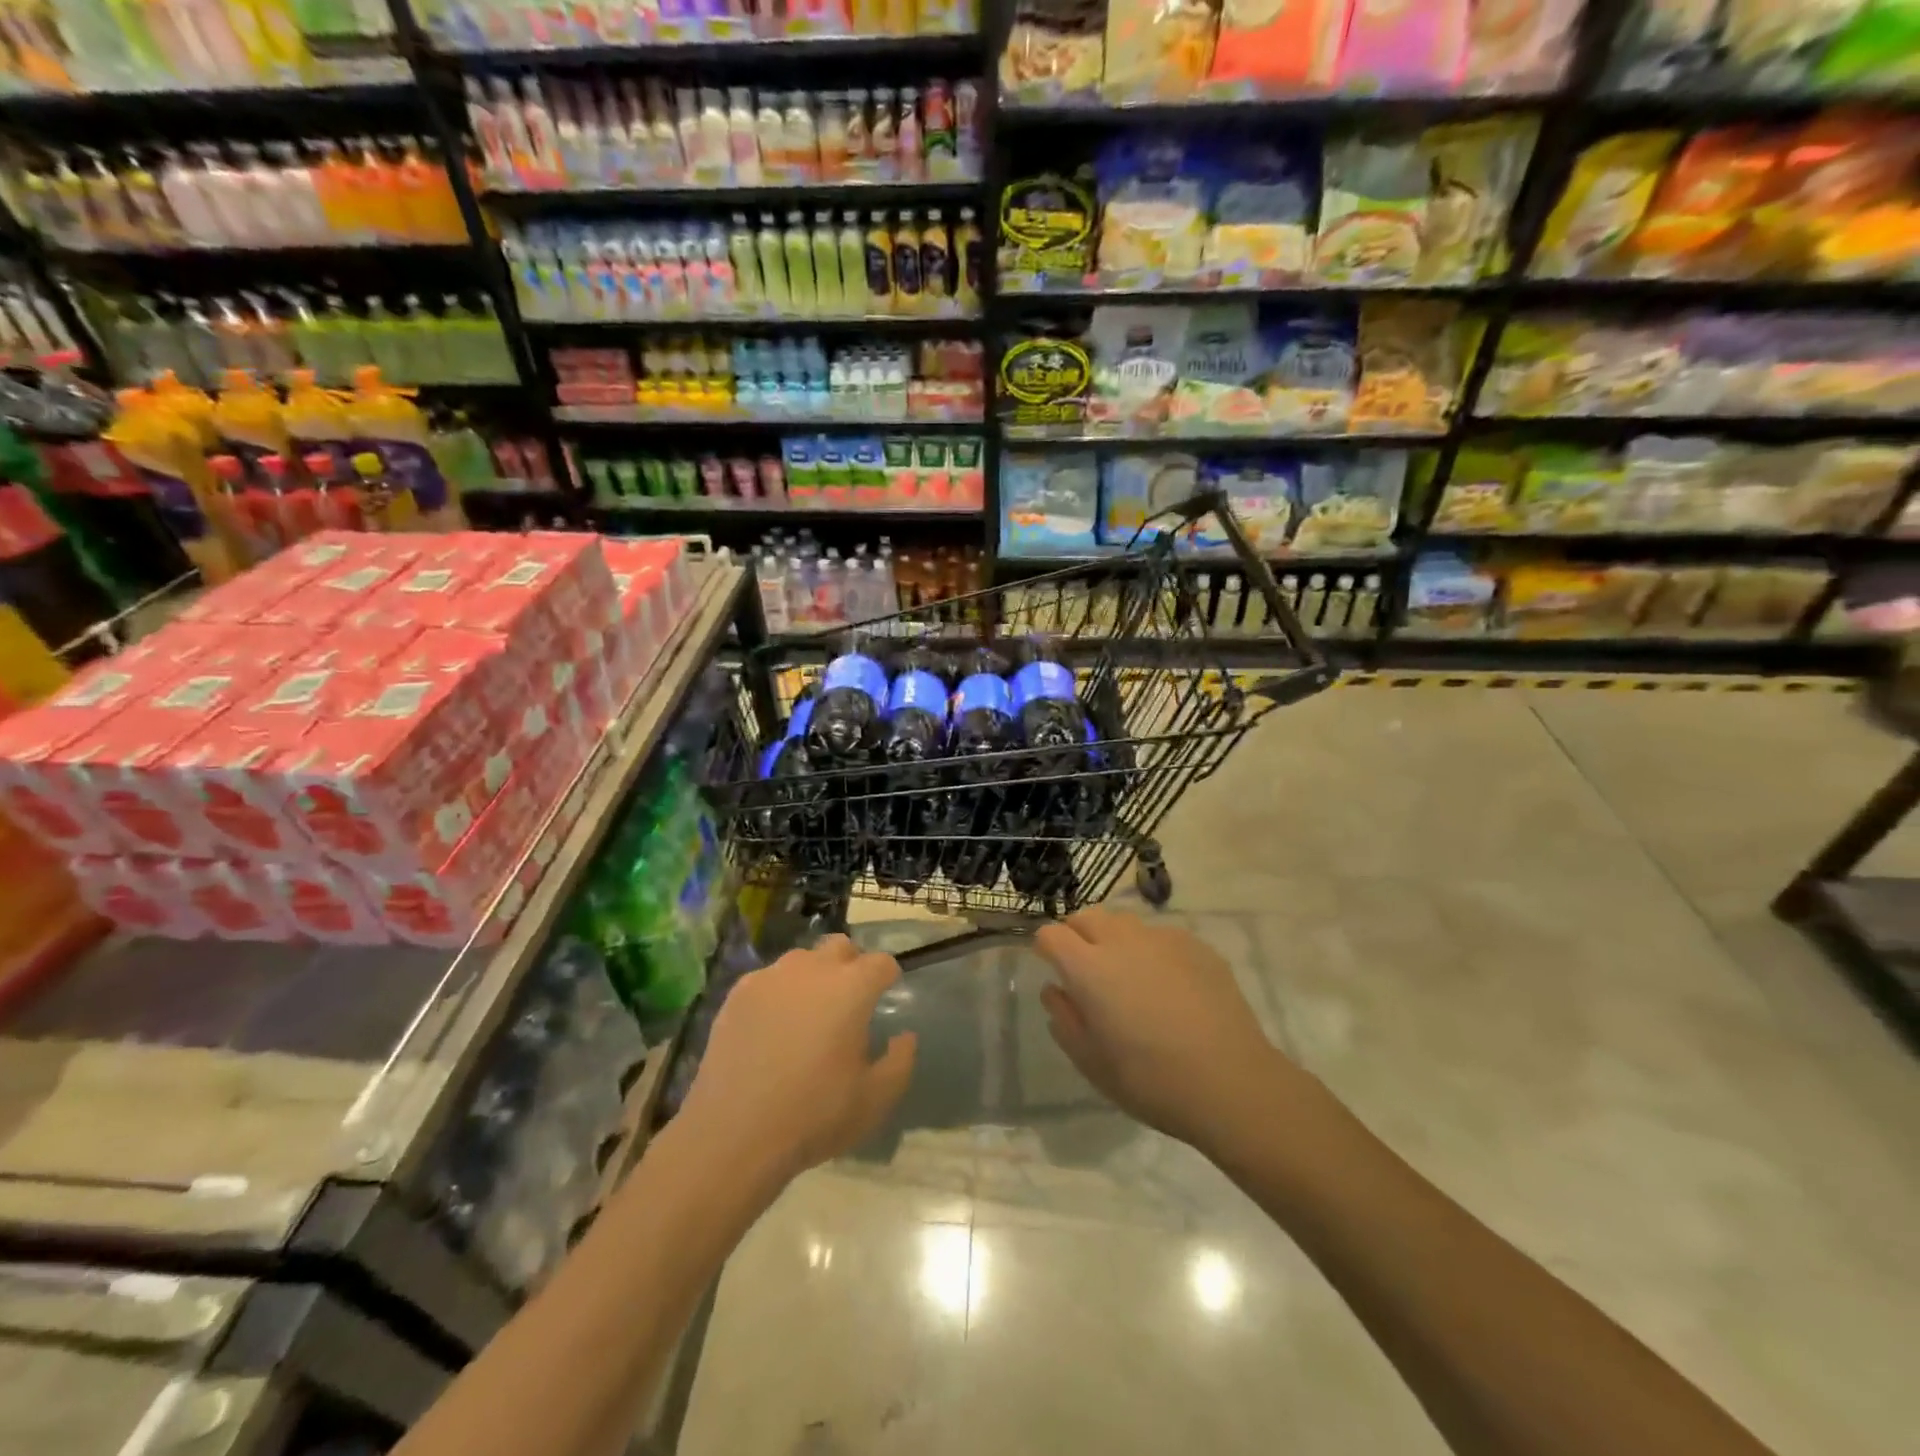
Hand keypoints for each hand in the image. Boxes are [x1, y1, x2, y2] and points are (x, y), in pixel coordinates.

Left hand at [679, 935, 916, 1185]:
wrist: (733, 1135)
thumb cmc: (814, 1116)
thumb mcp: (875, 1100)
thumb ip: (900, 1061)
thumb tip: (904, 1035)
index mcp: (851, 988)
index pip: (881, 963)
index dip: (888, 977)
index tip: (886, 995)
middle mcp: (812, 969)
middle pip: (841, 947)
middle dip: (851, 965)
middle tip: (848, 1003)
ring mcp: (771, 977)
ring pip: (802, 960)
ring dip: (813, 977)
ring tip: (808, 1015)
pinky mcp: (738, 993)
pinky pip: (769, 979)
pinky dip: (778, 993)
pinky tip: (772, 1028)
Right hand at [1036, 906, 1298, 1153]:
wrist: (1231, 1082)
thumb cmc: (1151, 1080)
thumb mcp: (1092, 1063)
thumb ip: (1065, 1020)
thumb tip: (1055, 991)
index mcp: (1089, 968)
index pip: (1052, 934)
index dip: (1045, 946)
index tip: (1050, 965)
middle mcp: (1122, 941)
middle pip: (1087, 916)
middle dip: (1077, 933)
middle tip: (1085, 967)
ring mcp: (1162, 939)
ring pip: (1125, 922)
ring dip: (1114, 938)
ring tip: (1127, 974)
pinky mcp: (1196, 946)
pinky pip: (1161, 936)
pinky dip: (1152, 951)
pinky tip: (1168, 986)